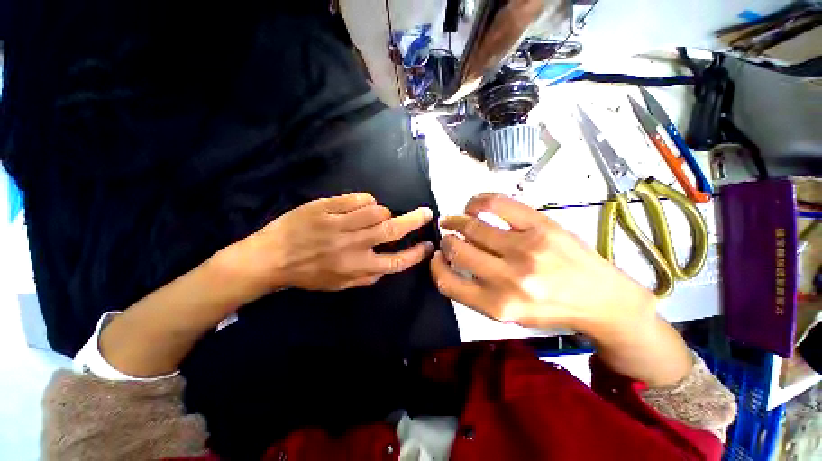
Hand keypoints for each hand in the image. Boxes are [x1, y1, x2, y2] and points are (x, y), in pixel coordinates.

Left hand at [230, 193, 434, 293]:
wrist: (270, 258)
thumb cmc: (308, 274)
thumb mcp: (339, 285)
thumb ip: (367, 277)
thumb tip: (389, 264)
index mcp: (356, 267)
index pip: (396, 261)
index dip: (416, 253)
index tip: (428, 245)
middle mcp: (352, 245)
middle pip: (392, 230)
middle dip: (414, 221)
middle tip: (426, 213)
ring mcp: (339, 224)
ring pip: (377, 211)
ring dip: (383, 212)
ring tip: (376, 215)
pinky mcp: (326, 207)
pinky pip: (358, 199)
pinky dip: (366, 201)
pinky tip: (360, 207)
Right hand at [431, 193, 691, 386]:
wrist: (603, 300)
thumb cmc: (551, 309)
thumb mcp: (509, 314)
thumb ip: (475, 292)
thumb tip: (451, 260)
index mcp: (498, 305)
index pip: (447, 282)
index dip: (435, 266)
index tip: (437, 257)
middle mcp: (509, 278)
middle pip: (457, 250)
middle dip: (446, 241)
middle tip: (447, 237)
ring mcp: (525, 248)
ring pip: (472, 226)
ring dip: (455, 221)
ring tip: (454, 220)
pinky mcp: (541, 226)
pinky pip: (495, 204)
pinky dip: (476, 202)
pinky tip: (472, 206)